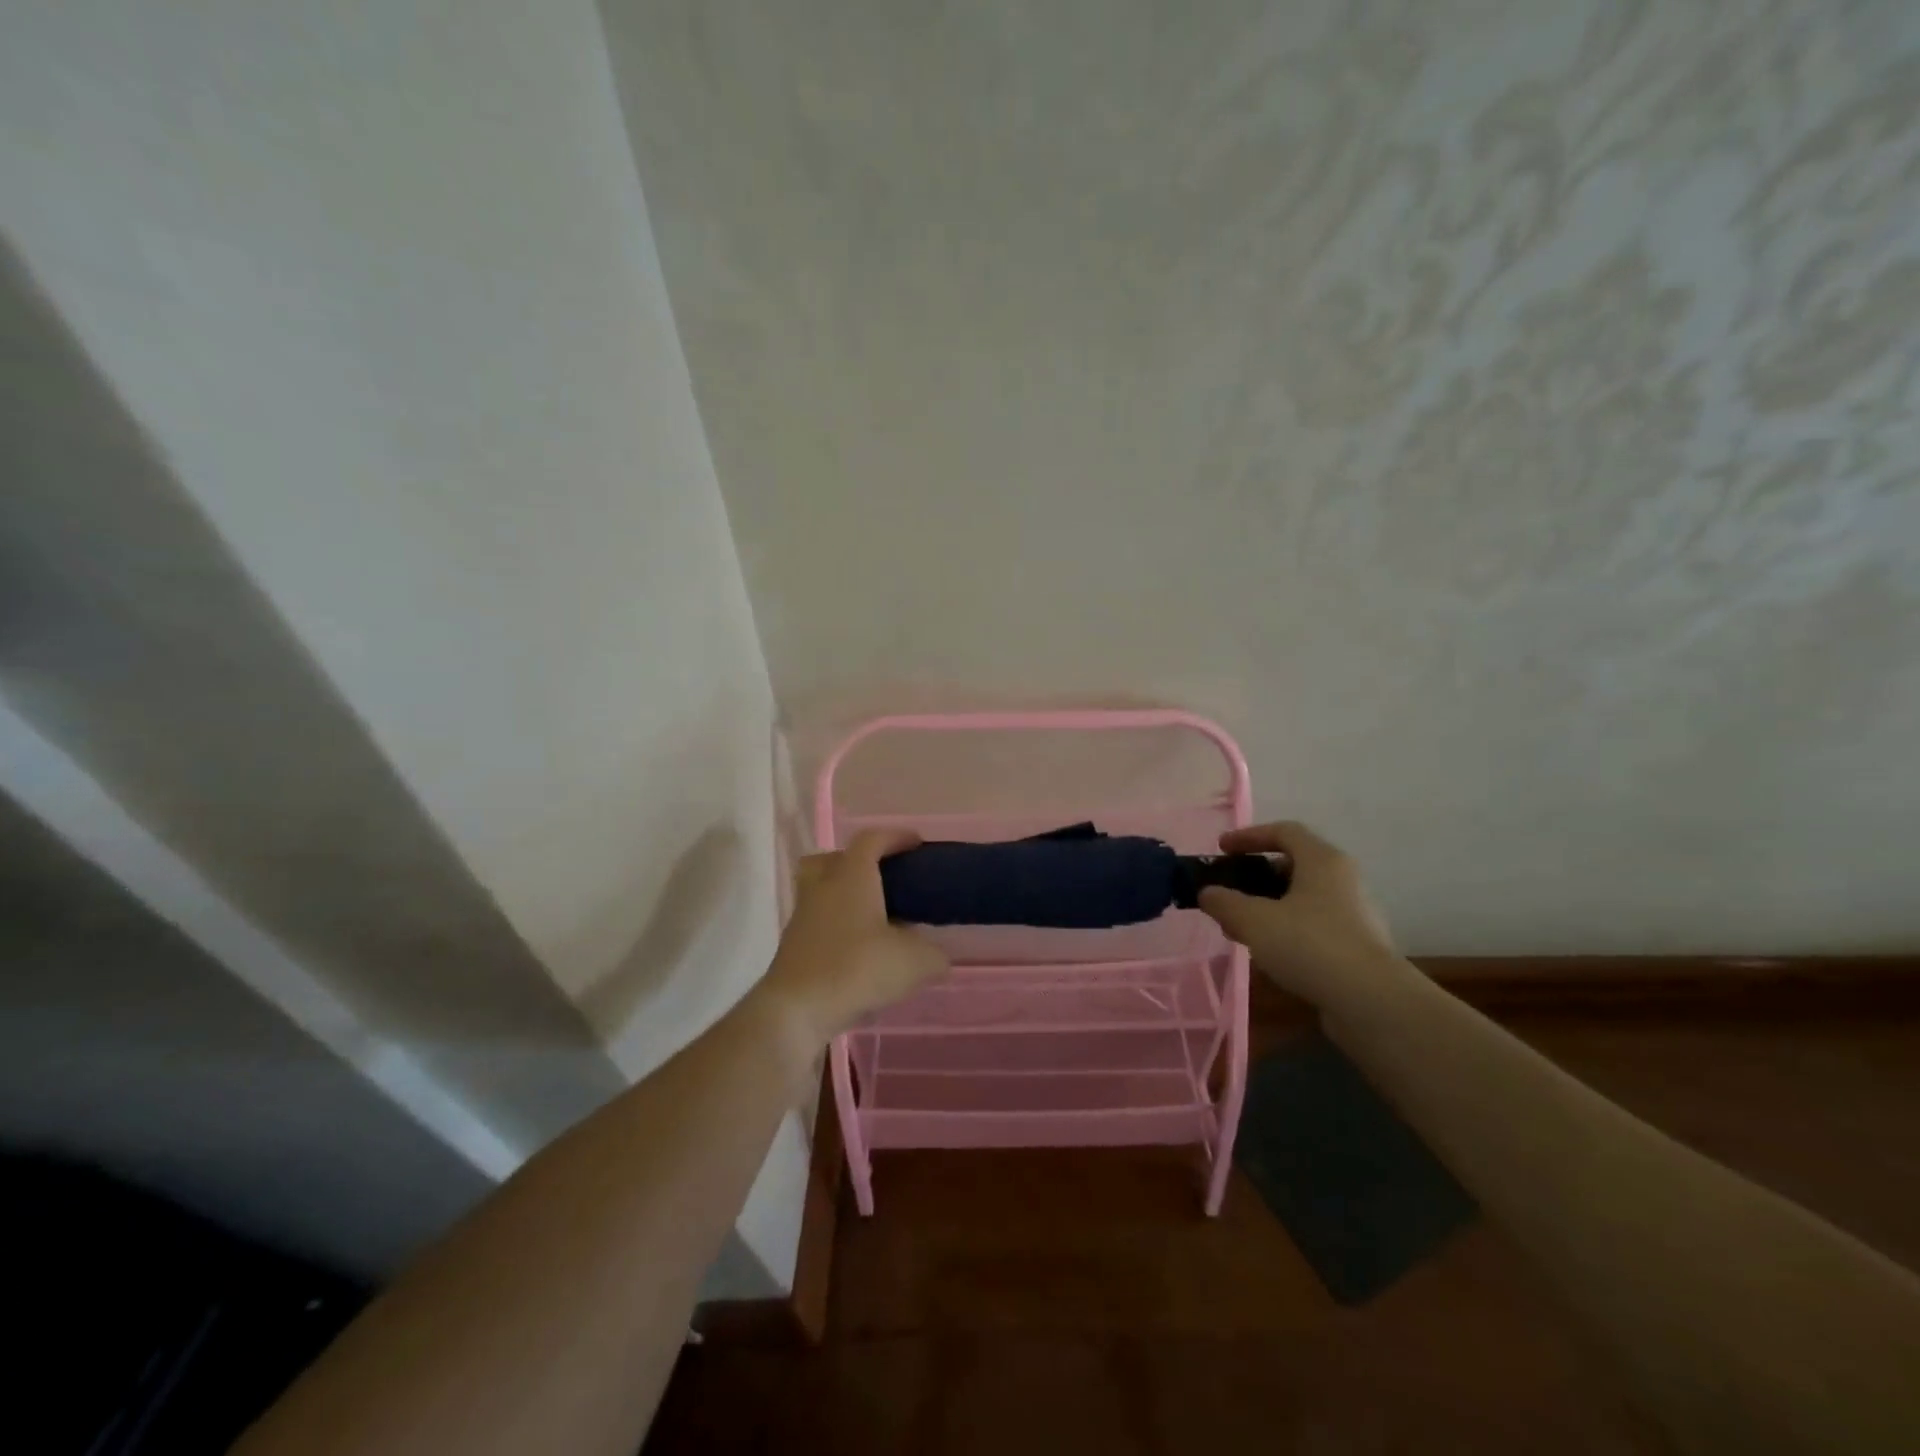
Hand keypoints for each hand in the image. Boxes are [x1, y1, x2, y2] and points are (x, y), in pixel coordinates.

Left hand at [757, 830, 948, 1045]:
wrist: (797, 1010)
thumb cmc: (857, 969)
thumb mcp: (913, 962)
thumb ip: (933, 955)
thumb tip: (938, 957)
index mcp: (851, 876)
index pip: (871, 839)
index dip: (895, 836)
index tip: (917, 844)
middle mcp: (822, 888)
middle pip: (833, 859)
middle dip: (859, 861)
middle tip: (885, 879)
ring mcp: (803, 917)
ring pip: (822, 891)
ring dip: (846, 897)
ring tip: (875, 919)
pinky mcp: (793, 947)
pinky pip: (818, 923)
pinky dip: (838, 928)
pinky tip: (860, 951)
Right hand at [1198, 821, 1403, 1010]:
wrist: (1372, 1002)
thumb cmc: (1310, 944)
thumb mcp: (1253, 920)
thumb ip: (1224, 902)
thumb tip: (1208, 893)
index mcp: (1322, 860)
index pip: (1284, 831)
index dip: (1249, 836)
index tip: (1222, 849)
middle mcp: (1343, 880)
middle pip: (1293, 865)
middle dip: (1256, 877)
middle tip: (1229, 894)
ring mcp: (1355, 914)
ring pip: (1303, 899)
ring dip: (1269, 907)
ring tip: (1241, 929)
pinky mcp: (1358, 947)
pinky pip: (1314, 926)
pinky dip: (1288, 931)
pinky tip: (1269, 954)